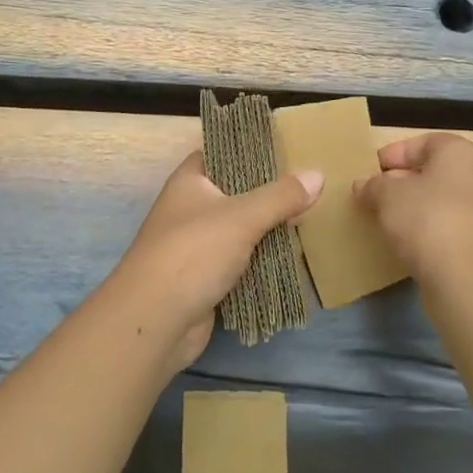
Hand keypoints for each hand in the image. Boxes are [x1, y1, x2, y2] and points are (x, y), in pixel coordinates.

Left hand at [108, 151, 322, 371]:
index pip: (221, 152)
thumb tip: (318, 175)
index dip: (249, 149)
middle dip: (267, 194)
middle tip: (306, 188)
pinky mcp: (203, 279)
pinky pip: (238, 261)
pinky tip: (288, 257)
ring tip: (305, 219)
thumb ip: (281, 196)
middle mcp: (189, 208)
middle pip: (234, 192)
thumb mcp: (243, 217)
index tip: (285, 149)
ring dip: (266, 230)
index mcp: (190, 181)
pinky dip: (259, 260)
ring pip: (238, 229)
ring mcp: (194, 245)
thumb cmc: (193, 253)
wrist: (154, 322)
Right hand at [354, 133, 472, 294]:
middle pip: (432, 172)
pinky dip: (425, 232)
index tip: (371, 171)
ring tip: (384, 221)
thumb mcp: (387, 195)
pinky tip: (404, 245)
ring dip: (412, 209)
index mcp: (458, 153)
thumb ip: (373, 186)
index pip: (423, 143)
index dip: (394, 154)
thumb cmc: (427, 219)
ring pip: (439, 202)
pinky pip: (446, 229)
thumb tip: (363, 186)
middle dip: (401, 183)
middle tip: (373, 196)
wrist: (468, 280)